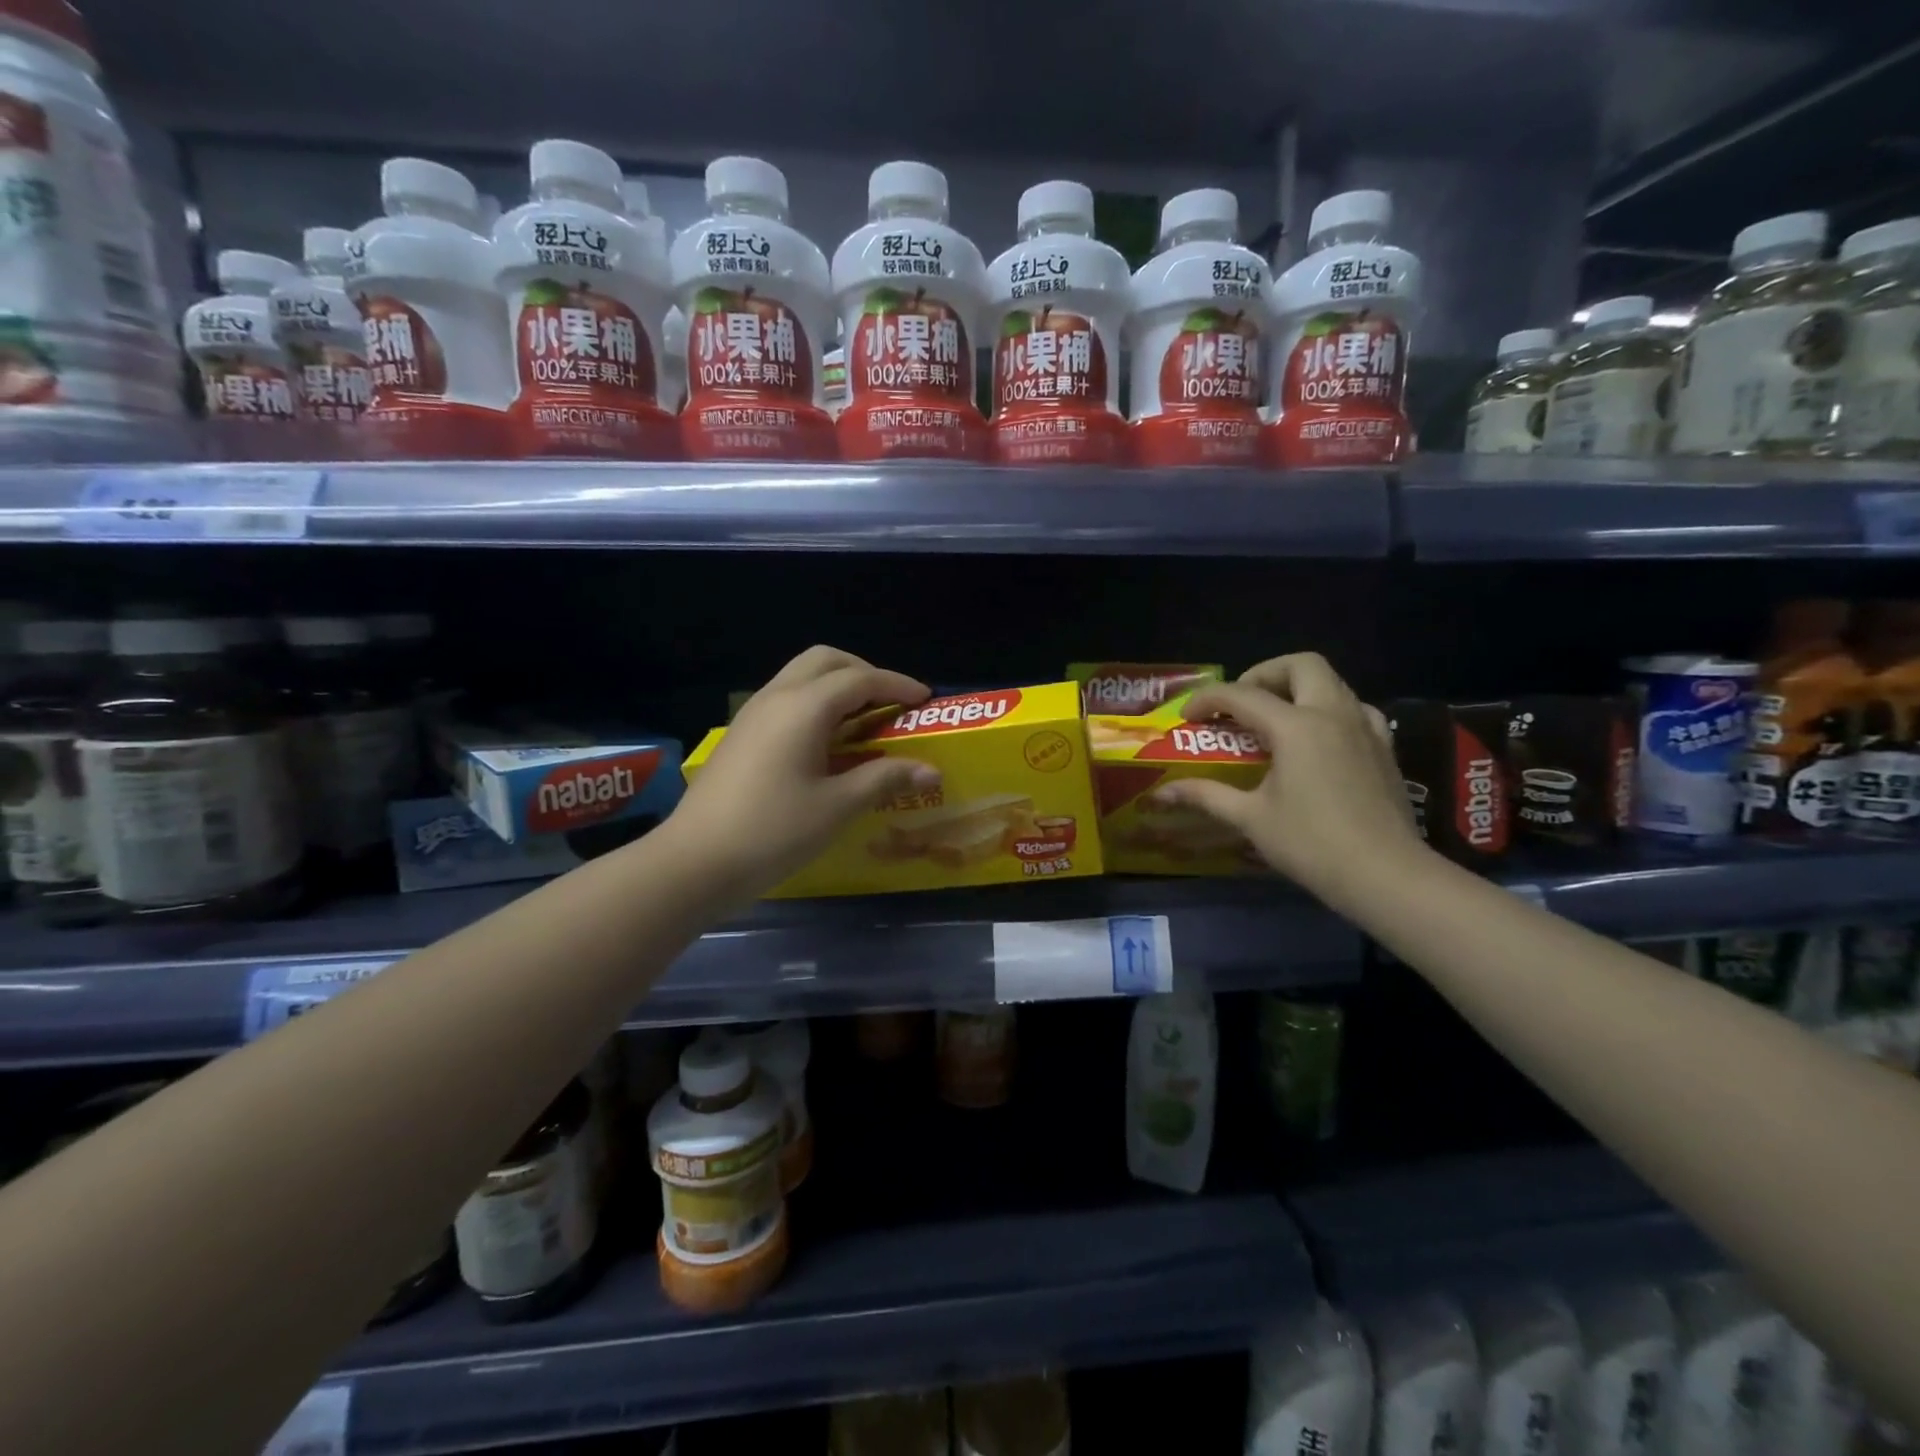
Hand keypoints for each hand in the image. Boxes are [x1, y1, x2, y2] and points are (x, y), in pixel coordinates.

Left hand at [671, 646, 939, 897]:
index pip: (860, 679)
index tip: (925, 699)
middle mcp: (777, 697)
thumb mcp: (837, 807)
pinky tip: (827, 741)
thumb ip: (884, 779)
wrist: (695, 861)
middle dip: (864, 673)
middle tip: (891, 703)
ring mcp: (753, 714)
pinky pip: (786, 698)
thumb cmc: (773, 831)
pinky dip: (816, 703)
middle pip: (826, 660)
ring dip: (837, 686)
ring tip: (864, 720)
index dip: (897, 685)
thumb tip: (930, 770)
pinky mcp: (741, 734)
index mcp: (804, 707)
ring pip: (801, 676)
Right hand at [1149, 652, 1424, 909]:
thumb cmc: (1311, 844)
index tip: (1187, 715)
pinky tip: (1316, 741)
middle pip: (1300, 665)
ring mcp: (1365, 728)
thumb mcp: (1251, 818)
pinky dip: (1329, 710)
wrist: (1386, 875)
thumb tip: (1161, 792)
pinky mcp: (1384, 747)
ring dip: (1298, 689)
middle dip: (1263, 675)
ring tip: (1274, 721)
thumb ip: (1206, 796)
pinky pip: (1355, 709)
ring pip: (1332, 682)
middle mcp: (1333, 714)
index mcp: (1297, 726)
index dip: (1209, 699)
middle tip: (1240, 704)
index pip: (1243, 695)